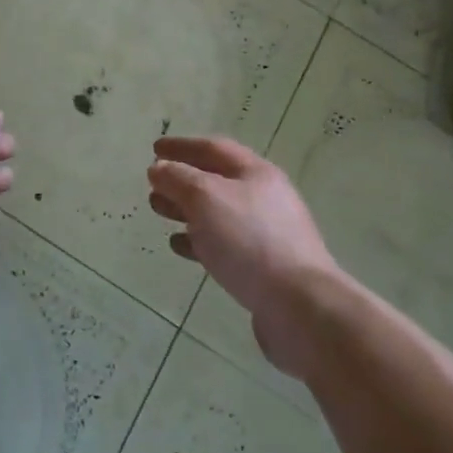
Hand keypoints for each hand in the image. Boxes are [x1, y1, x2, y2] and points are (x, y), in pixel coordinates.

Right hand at [148, 136, 337, 375]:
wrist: (299, 306)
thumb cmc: (249, 240)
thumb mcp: (205, 198)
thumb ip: (178, 178)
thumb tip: (159, 168)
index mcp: (256, 174)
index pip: (214, 148)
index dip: (182, 146)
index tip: (155, 148)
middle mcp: (264, 199)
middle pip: (216, 180)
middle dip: (182, 179)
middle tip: (153, 185)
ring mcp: (266, 234)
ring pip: (218, 213)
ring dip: (186, 209)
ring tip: (159, 212)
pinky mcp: (263, 267)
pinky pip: (224, 244)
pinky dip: (199, 240)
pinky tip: (179, 246)